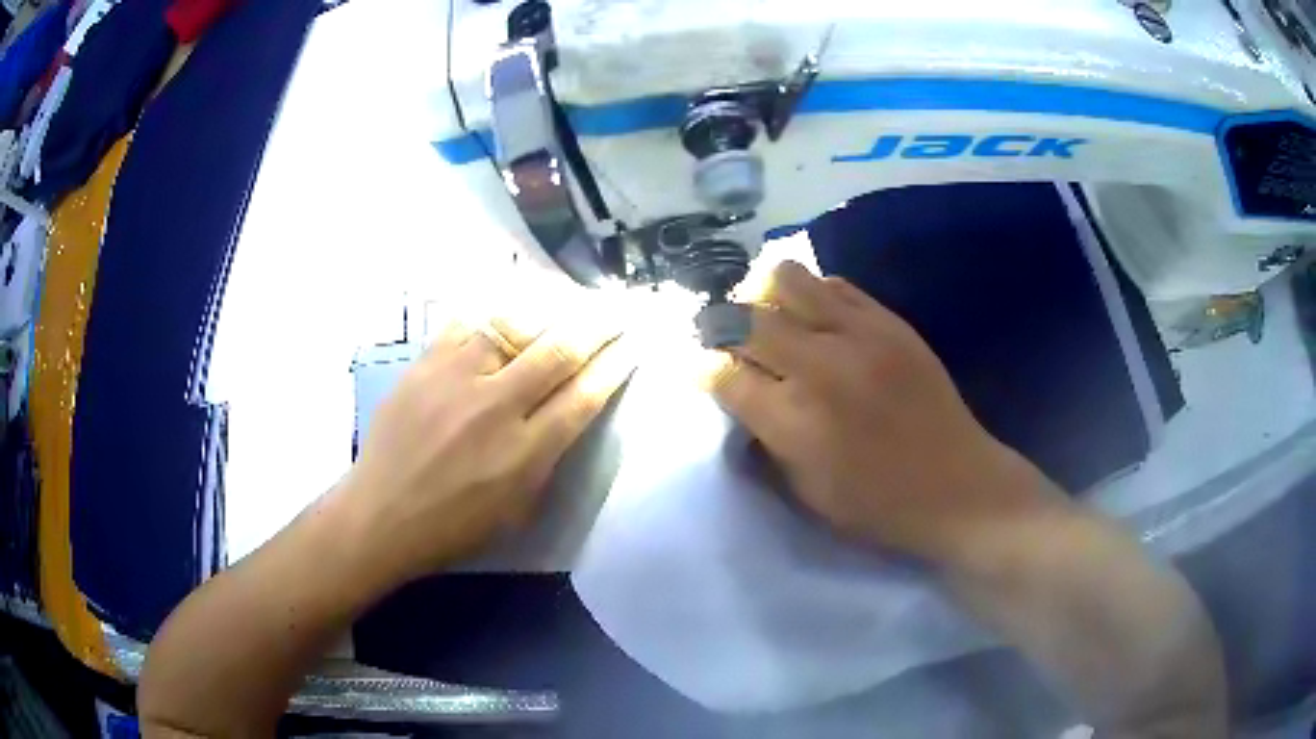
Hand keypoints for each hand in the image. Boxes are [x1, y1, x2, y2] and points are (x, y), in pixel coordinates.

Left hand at [341, 311, 633, 581]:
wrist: (382, 515)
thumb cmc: (454, 526)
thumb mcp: (518, 509)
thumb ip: (548, 458)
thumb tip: (569, 411)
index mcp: (525, 453)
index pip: (584, 395)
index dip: (615, 364)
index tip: (633, 343)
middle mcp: (496, 407)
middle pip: (559, 350)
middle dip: (597, 324)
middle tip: (617, 308)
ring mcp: (455, 379)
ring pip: (514, 324)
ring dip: (549, 310)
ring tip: (567, 300)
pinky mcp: (424, 364)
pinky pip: (467, 323)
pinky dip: (494, 315)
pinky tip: (508, 310)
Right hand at [703, 261, 1059, 561]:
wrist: (958, 485)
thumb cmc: (877, 504)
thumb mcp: (805, 492)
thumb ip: (765, 438)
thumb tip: (738, 394)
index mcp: (794, 422)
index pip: (722, 373)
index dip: (701, 367)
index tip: (699, 368)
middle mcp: (820, 367)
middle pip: (744, 318)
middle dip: (719, 326)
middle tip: (723, 338)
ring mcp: (859, 335)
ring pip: (785, 279)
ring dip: (762, 296)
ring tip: (768, 317)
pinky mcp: (889, 321)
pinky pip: (834, 284)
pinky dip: (810, 295)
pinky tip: (814, 317)